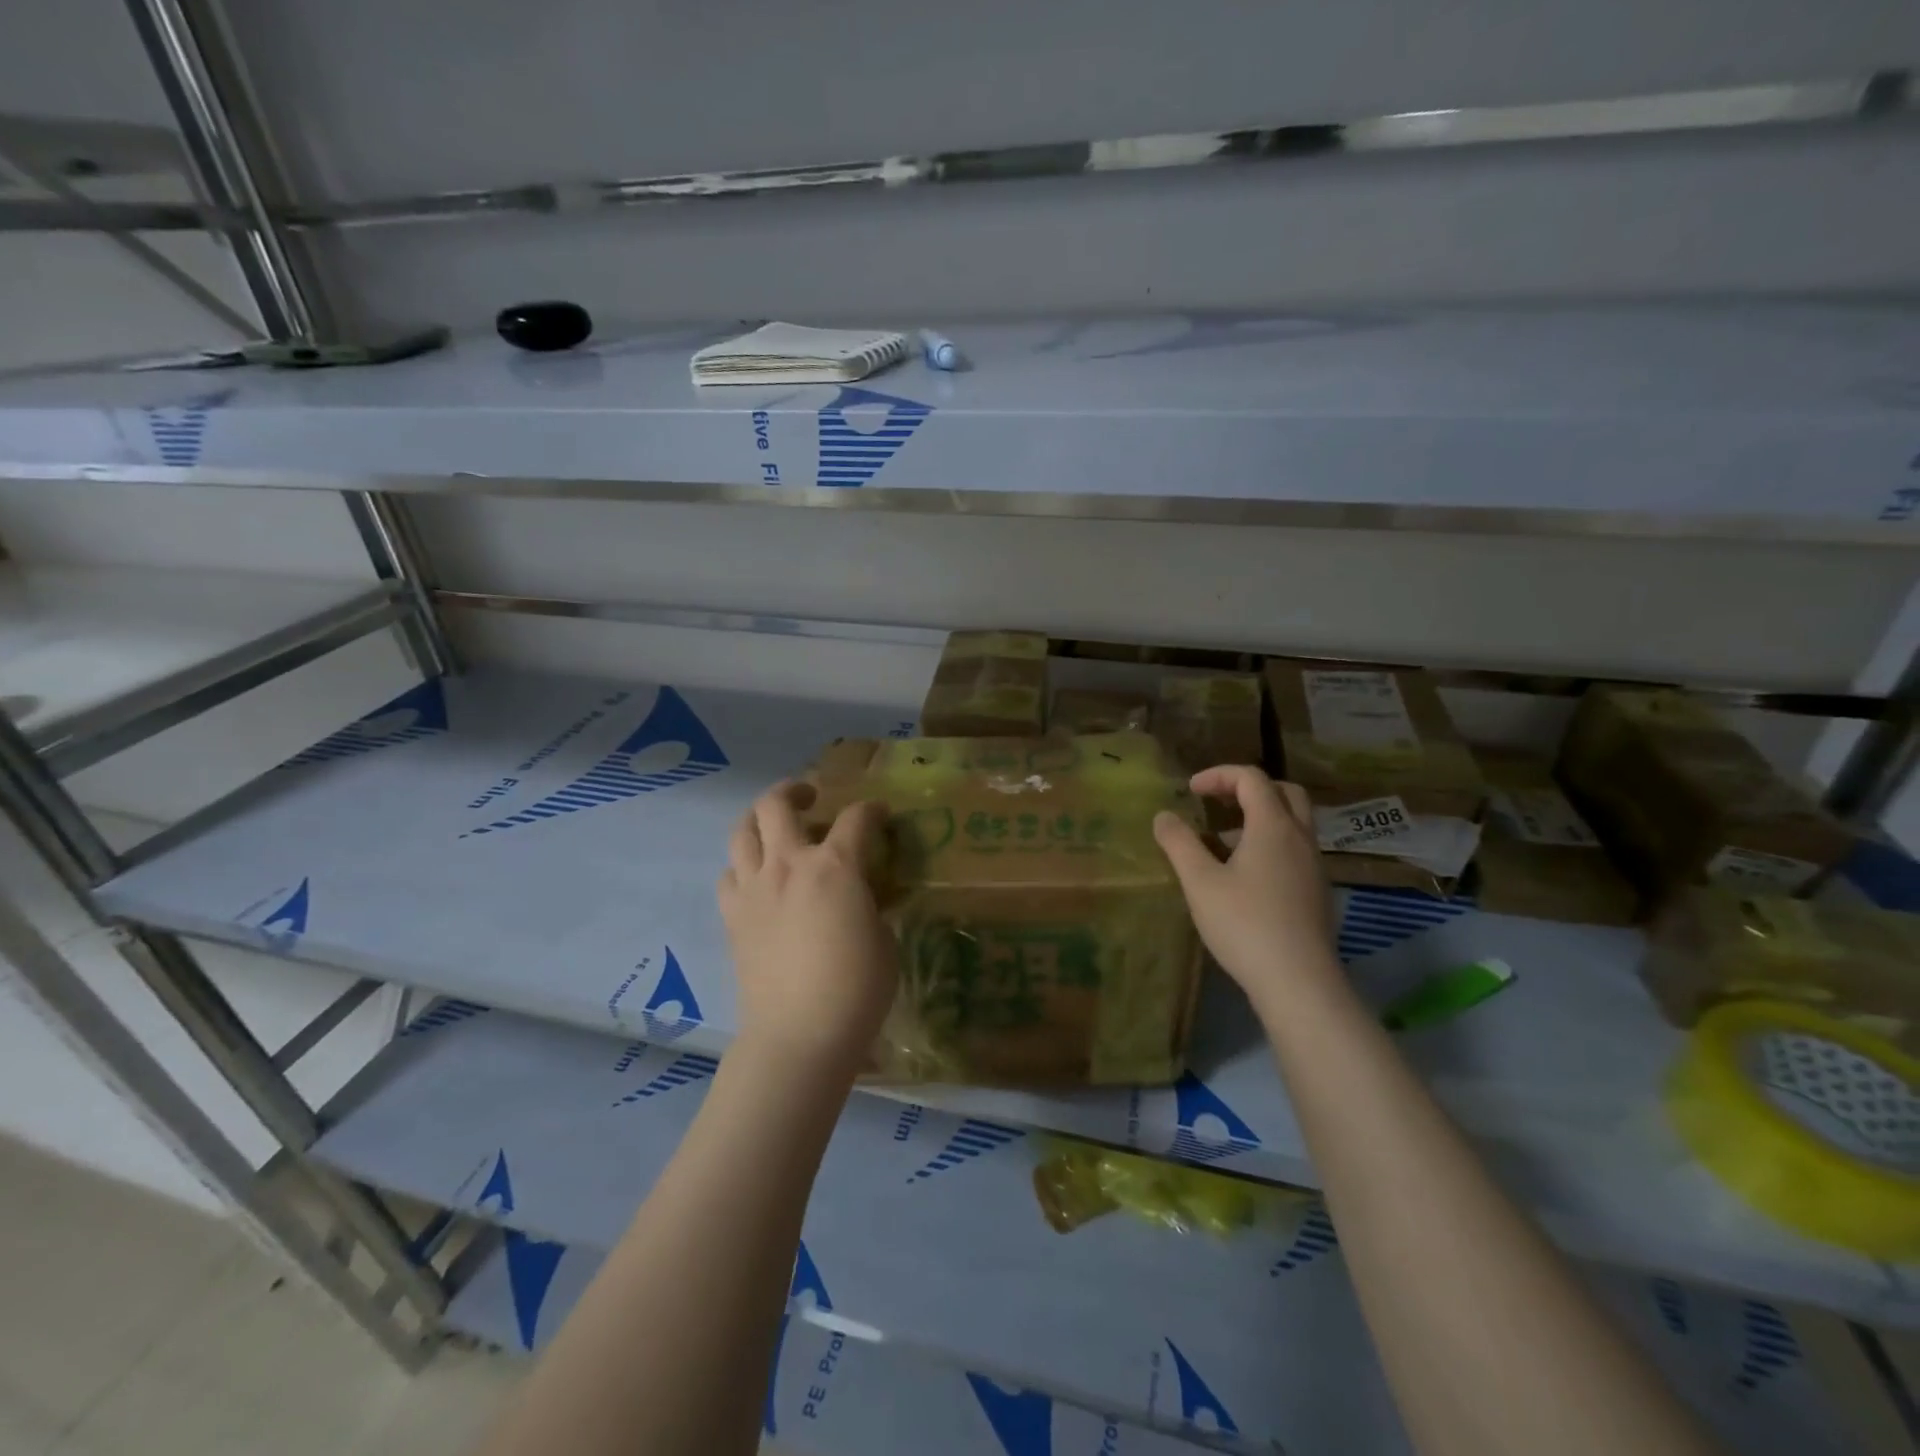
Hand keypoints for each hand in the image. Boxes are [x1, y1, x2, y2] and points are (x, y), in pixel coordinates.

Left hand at [718, 781, 897, 1077]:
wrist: (799, 1034)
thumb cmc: (856, 989)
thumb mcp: (883, 940)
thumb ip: (868, 905)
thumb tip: (858, 898)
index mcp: (836, 866)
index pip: (856, 818)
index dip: (872, 810)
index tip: (879, 814)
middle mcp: (790, 864)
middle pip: (777, 804)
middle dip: (796, 790)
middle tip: (810, 799)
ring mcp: (754, 888)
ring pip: (741, 830)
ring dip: (759, 820)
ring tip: (774, 828)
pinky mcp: (733, 916)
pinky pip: (729, 874)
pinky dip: (742, 867)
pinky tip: (757, 880)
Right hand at [1153, 766, 1339, 1018]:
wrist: (1298, 981)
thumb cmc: (1244, 924)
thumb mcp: (1199, 881)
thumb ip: (1179, 843)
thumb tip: (1163, 816)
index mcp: (1273, 826)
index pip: (1252, 778)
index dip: (1219, 775)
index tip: (1190, 790)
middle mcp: (1300, 838)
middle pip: (1284, 792)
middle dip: (1248, 788)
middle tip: (1218, 801)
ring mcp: (1314, 866)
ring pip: (1292, 823)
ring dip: (1259, 819)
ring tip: (1221, 842)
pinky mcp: (1317, 892)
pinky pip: (1294, 850)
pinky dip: (1270, 844)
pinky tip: (1244, 876)